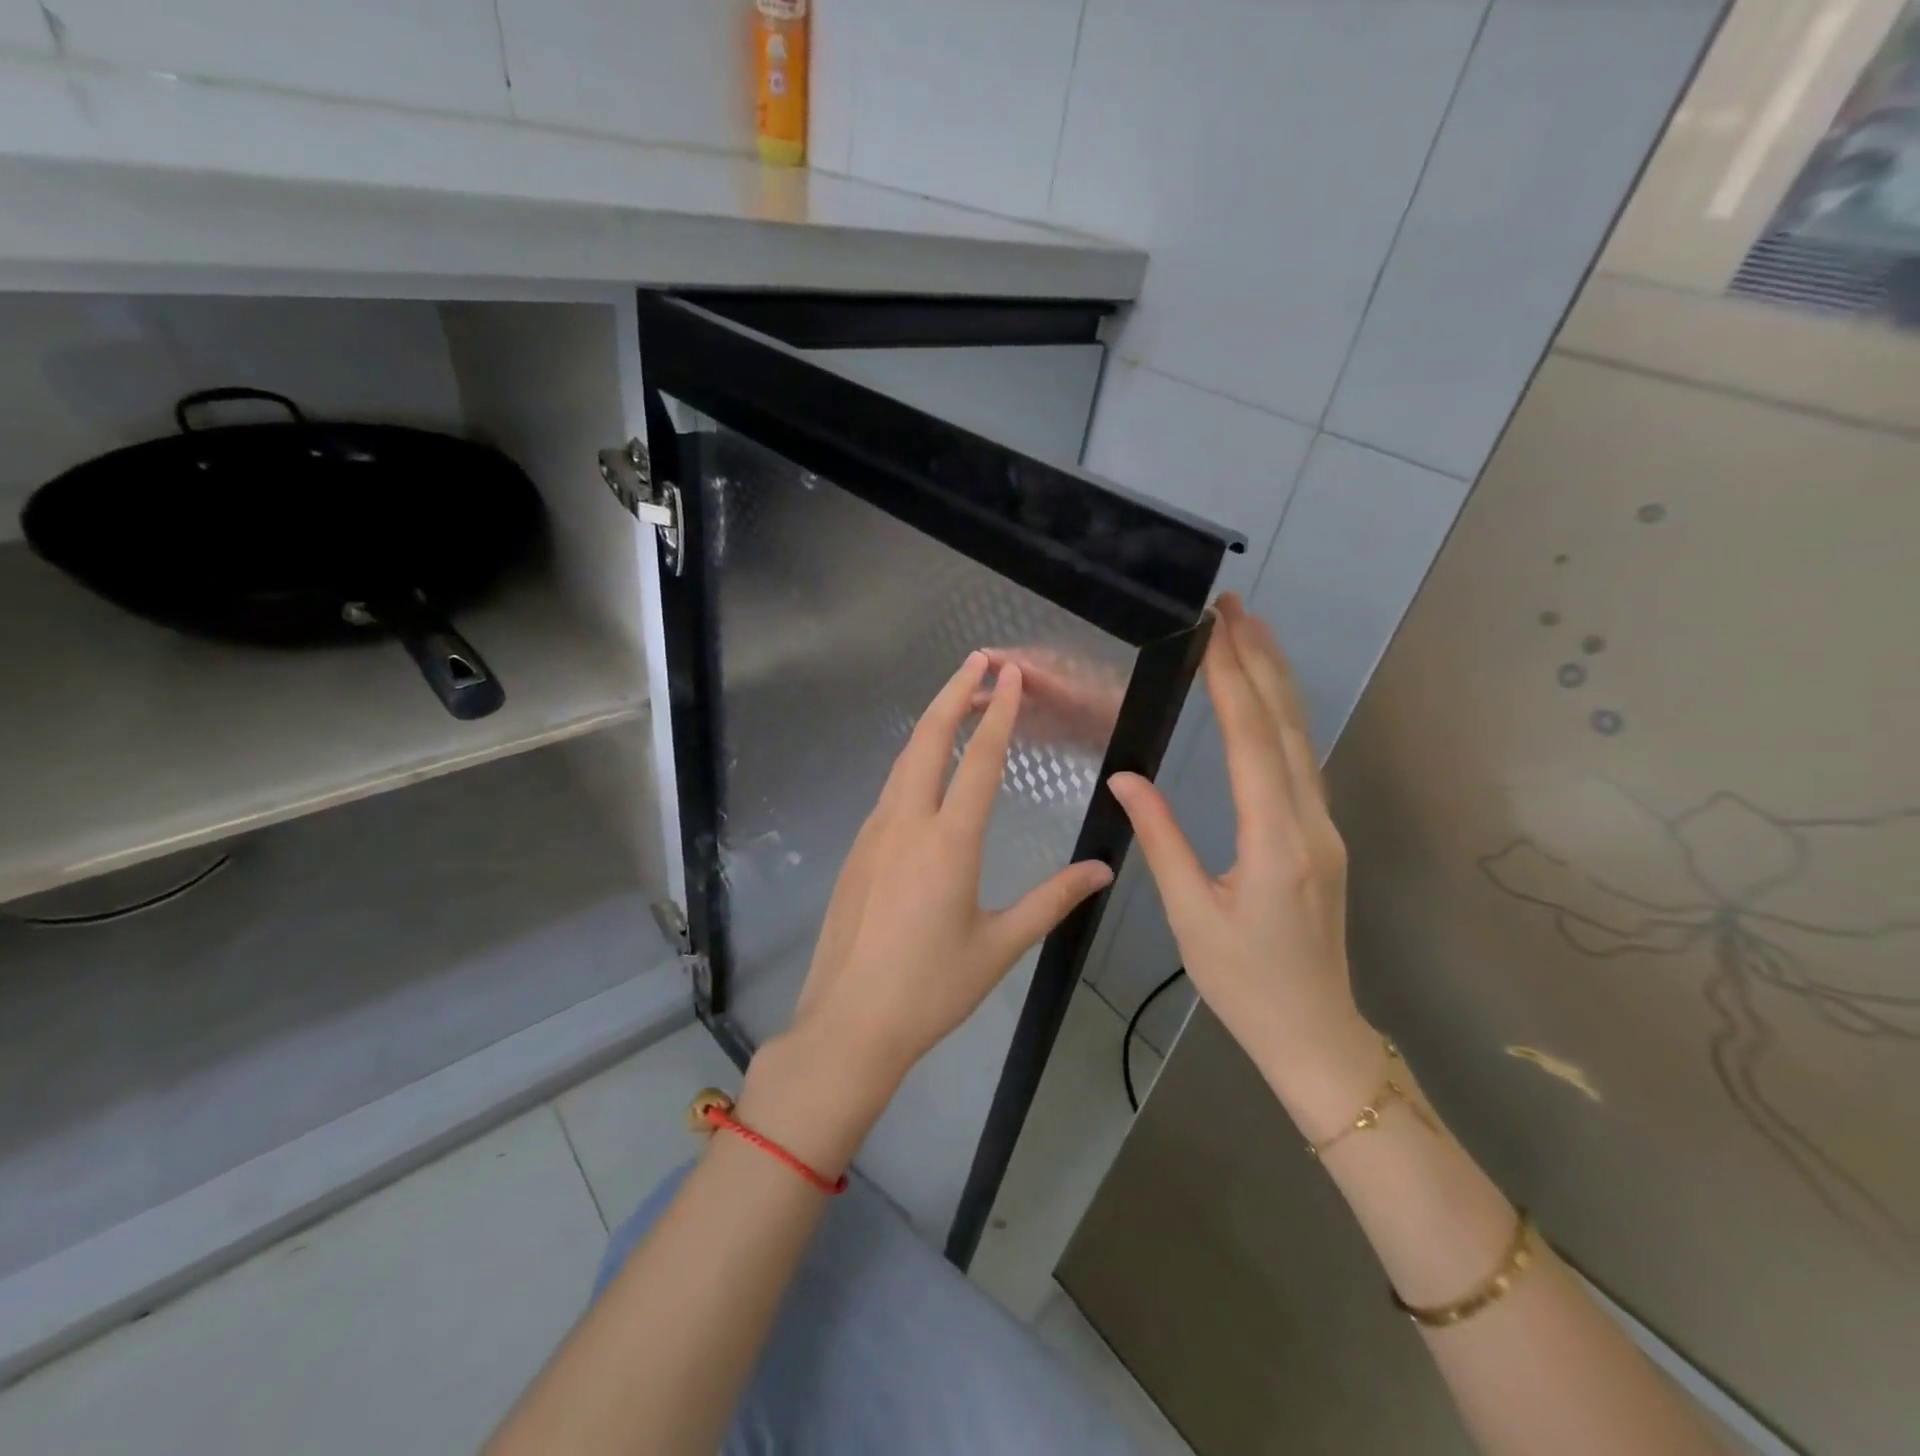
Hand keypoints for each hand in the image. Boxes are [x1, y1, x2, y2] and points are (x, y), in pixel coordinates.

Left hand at [786, 651, 1116, 1097]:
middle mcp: (906, 823)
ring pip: (903, 760)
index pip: (979, 760)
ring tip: (957, 699)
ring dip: (931, 722)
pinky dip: (913, 760)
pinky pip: (889, 789)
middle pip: (927, 738)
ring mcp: (873, 833)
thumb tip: (1102, 870)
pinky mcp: (856, 850)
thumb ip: (1052, 900)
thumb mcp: (999, 946)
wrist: (848, 1025)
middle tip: (979, 660)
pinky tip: (926, 769)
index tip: (1009, 673)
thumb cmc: (930, 989)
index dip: (998, 711)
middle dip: (954, 692)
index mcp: (948, 843)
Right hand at [1107, 596, 1384, 1137]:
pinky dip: (1281, 719)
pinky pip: (1301, 762)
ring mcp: (1324, 828)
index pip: (1251, 741)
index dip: (1231, 681)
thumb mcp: (1191, 915)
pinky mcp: (1322, 837)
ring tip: (1251, 635)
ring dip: (1276, 682)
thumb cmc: (1245, 982)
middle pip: (1285, 726)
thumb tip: (1126, 777)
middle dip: (1261, 661)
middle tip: (1236, 608)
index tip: (1214, 630)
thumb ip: (1160, 839)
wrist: (1316, 1032)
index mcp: (1275, 840)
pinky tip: (1266, 701)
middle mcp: (1310, 822)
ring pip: (1300, 740)